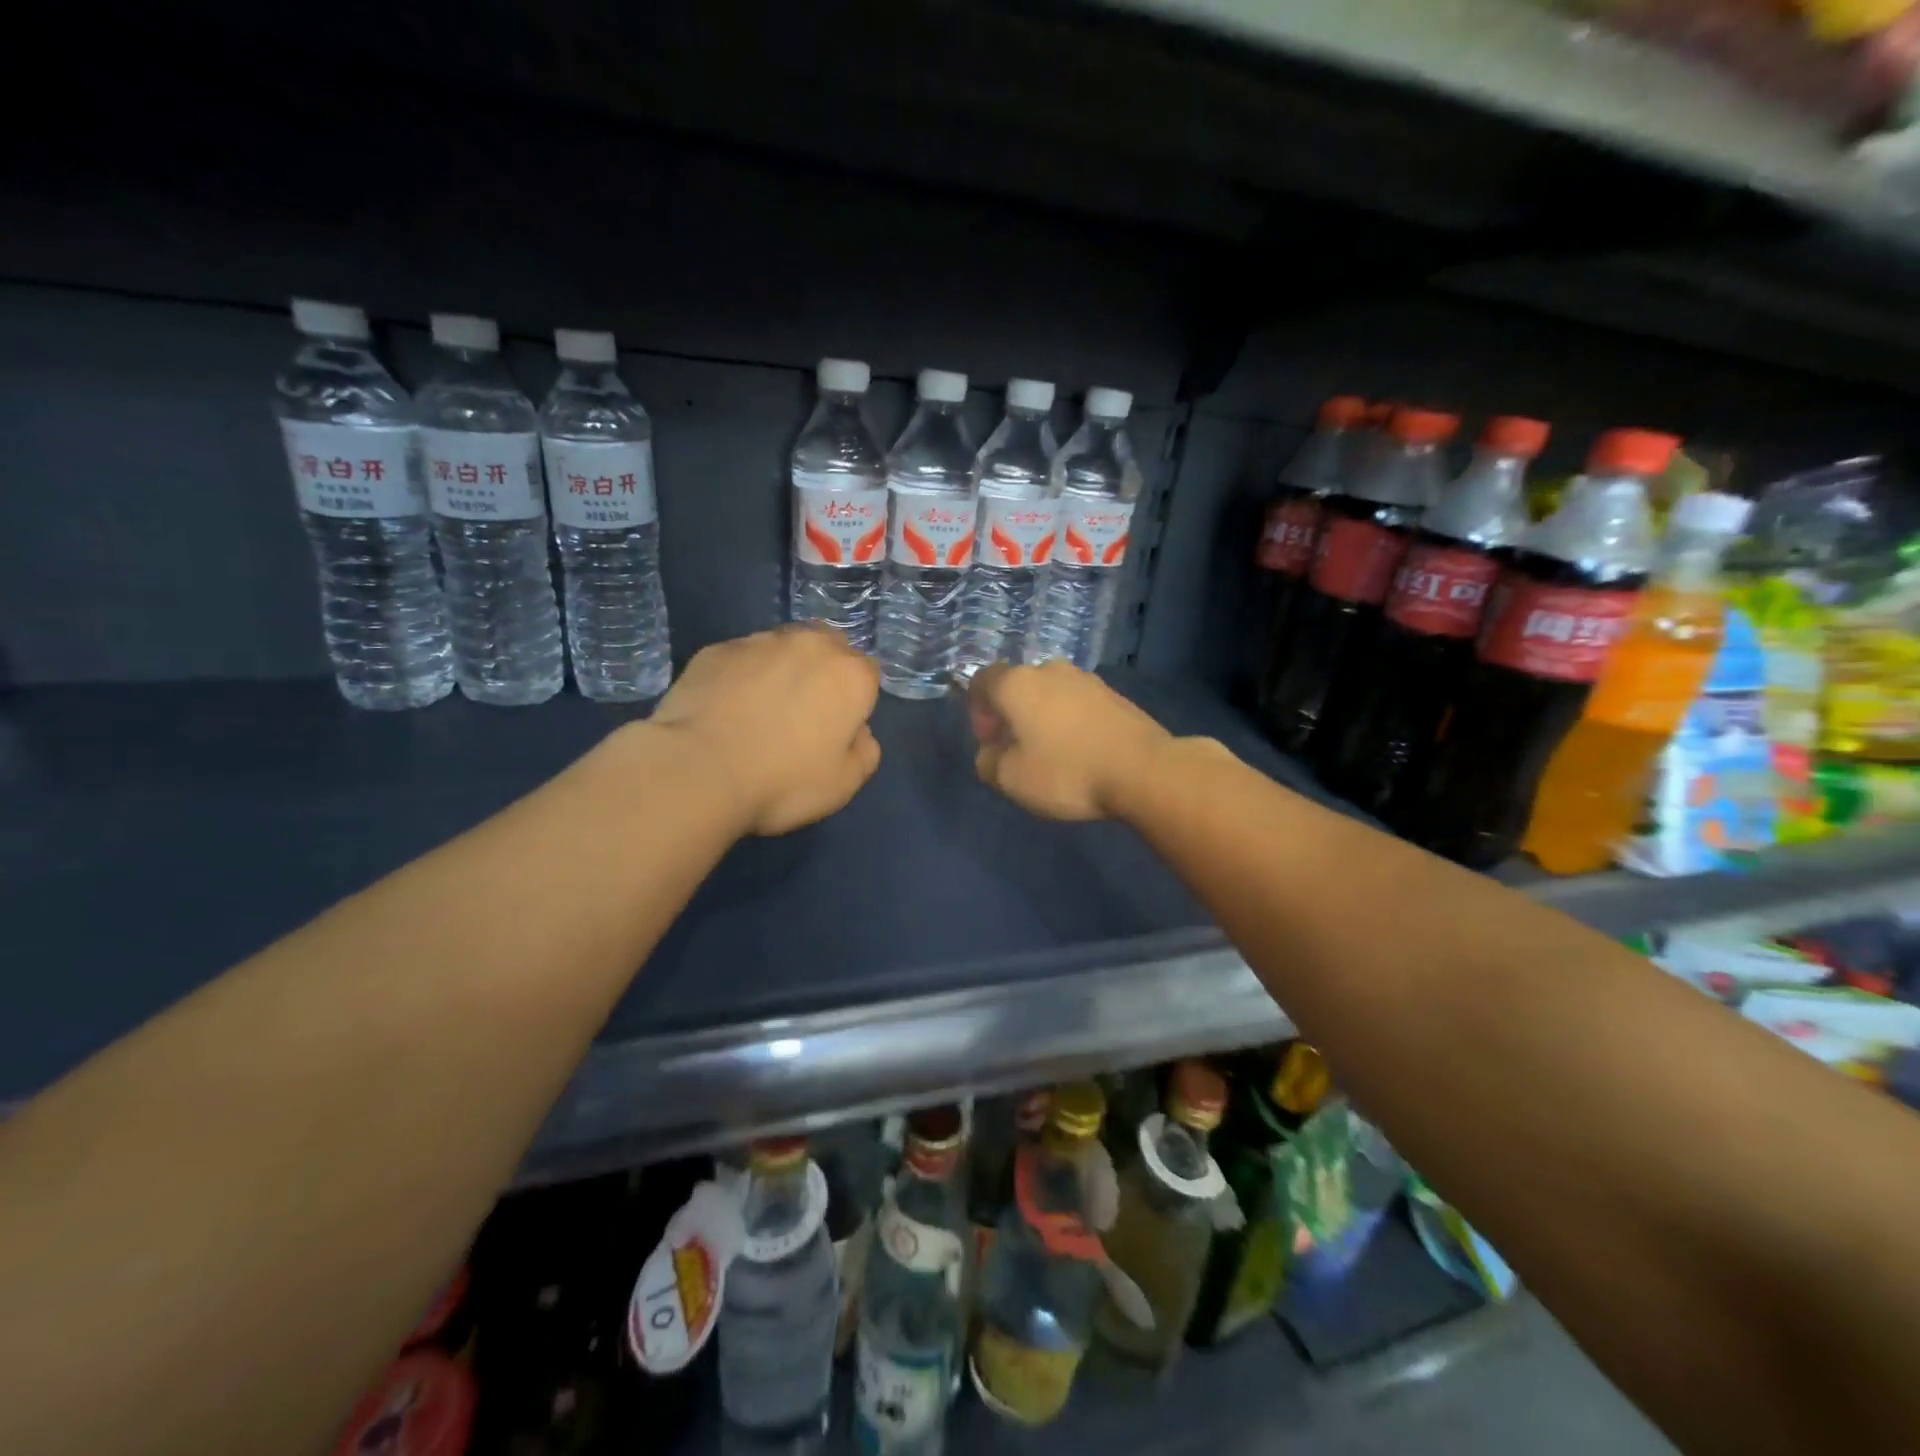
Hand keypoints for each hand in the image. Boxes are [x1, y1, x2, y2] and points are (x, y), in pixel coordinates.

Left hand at [651, 626, 881, 835]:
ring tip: (761, 708)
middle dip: (823, 671)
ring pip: (783, 646)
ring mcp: (759, 642)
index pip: (868, 674)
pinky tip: (726, 708)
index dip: (856, 700)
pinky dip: (741, 676)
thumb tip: (858, 732)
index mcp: (850, 675)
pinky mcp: (717, 649)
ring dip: (782, 669)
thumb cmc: (784, 781)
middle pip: (829, 646)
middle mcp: (810, 645)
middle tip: (805, 712)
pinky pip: (741, 658)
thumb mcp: (844, 784)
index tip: (838, 728)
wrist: (699, 770)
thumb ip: (865, 751)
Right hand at [967, 660, 1172, 820]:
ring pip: (1049, 693)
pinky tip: (1079, 751)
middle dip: (1010, 713)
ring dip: (1041, 716)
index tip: (989, 741)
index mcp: (1017, 684)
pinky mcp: (1114, 694)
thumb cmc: (1066, 772)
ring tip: (1049, 752)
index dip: (977, 710)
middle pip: (1017, 685)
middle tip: (1015, 748)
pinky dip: (1069, 721)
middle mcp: (1049, 670)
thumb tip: (990, 753)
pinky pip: (1077, 703)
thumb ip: (988, 762)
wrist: (1143, 770)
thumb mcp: (1010, 779)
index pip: (981, 680)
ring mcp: (1086, 679)